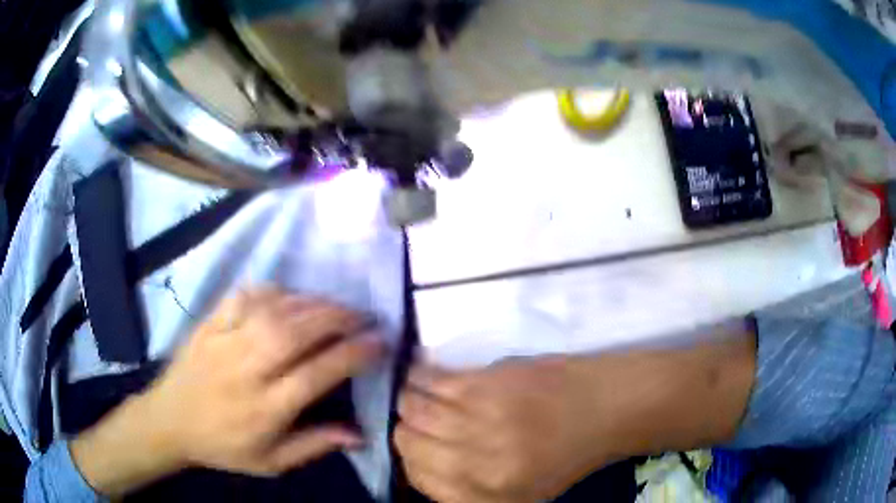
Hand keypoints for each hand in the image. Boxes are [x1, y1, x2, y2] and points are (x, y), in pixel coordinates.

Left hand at [71, 287, 383, 495]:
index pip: (317, 374)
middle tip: (364, 316)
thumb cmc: (223, 446)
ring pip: (274, 310)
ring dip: (312, 302)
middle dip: (338, 318)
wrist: (169, 420)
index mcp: (264, 409)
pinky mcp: (209, 322)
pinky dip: (273, 290)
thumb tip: (360, 434)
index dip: (353, 354)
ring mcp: (224, 340)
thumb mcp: (271, 462)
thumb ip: (315, 446)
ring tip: (336, 305)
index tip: (380, 342)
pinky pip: (245, 295)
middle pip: (297, 332)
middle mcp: (246, 370)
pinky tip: (290, 296)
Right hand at [395, 334, 755, 502]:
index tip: (417, 448)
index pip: (419, 478)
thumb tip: (424, 469)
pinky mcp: (485, 382)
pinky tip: (422, 376)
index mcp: (487, 494)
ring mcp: (479, 419)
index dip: (411, 461)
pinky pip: (428, 379)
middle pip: (408, 441)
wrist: (606, 406)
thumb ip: (470, 492)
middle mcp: (476, 462)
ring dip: (408, 402)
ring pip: (411, 407)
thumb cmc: (569, 453)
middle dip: (406, 431)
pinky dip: (417, 377)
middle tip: (417, 421)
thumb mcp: (525, 495)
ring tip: (417, 396)